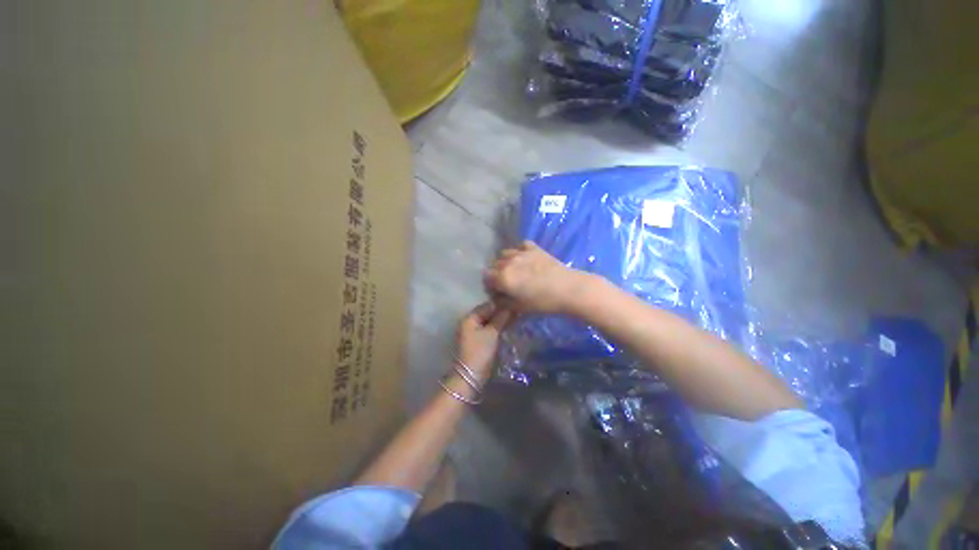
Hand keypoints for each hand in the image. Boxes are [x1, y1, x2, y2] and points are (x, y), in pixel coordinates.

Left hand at [456, 302, 512, 381]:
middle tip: (517, 313)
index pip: (487, 306)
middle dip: (501, 313)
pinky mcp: (477, 341)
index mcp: (470, 318)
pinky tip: (507, 329)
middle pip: (487, 313)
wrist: (471, 376)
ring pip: (489, 322)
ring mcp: (472, 333)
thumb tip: (510, 307)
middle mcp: (469, 323)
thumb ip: (500, 318)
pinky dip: (497, 329)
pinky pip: (488, 330)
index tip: (515, 305)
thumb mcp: (492, 333)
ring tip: (515, 320)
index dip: (501, 305)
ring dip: (500, 322)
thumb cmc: (480, 351)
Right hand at [484, 241, 593, 315]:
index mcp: (503, 277)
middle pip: (495, 264)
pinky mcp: (534, 248)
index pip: (487, 277)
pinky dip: (519, 251)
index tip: (497, 290)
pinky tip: (525, 258)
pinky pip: (521, 245)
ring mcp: (521, 253)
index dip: (490, 284)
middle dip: (497, 272)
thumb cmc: (543, 302)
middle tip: (506, 282)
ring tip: (515, 269)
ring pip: (505, 253)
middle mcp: (508, 262)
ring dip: (506, 261)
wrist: (568, 289)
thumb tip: (497, 297)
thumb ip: (503, 302)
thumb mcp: (519, 308)